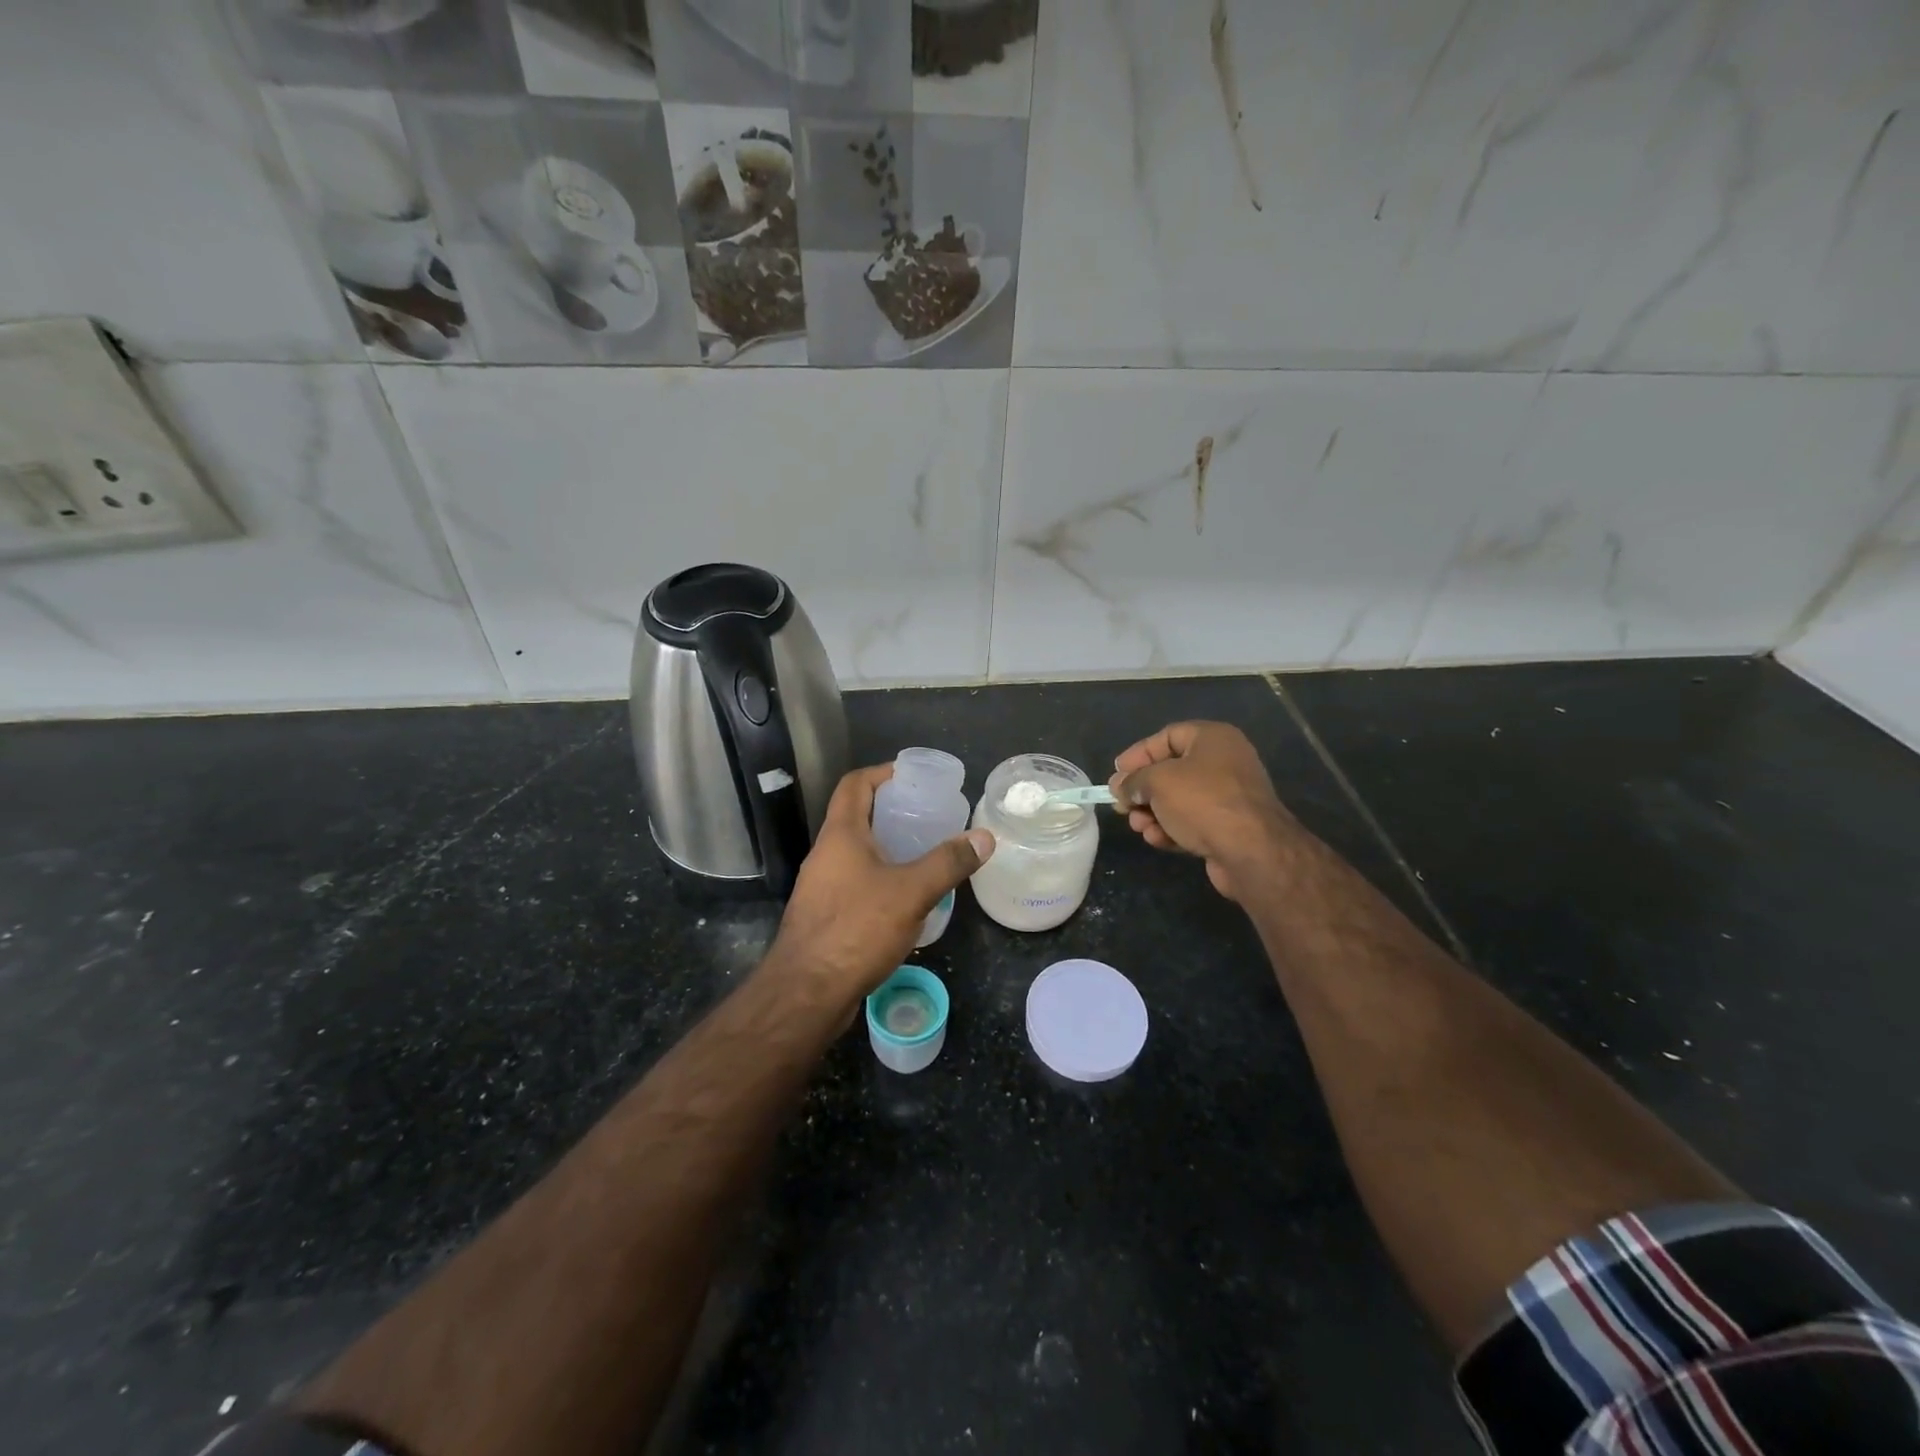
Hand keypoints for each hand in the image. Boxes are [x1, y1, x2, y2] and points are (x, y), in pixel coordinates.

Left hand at [766, 764, 993, 1008]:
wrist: (806, 993)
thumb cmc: (856, 930)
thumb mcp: (911, 892)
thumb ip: (948, 862)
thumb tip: (985, 837)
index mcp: (840, 835)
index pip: (855, 784)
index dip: (882, 773)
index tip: (912, 777)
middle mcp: (825, 854)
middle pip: (856, 817)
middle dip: (891, 811)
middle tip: (928, 817)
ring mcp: (820, 887)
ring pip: (855, 853)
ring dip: (886, 848)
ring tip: (924, 855)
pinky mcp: (824, 916)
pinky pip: (854, 883)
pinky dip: (880, 879)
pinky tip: (905, 899)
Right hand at [1108, 722, 1296, 901]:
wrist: (1252, 851)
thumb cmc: (1202, 802)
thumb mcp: (1158, 782)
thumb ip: (1134, 781)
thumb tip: (1122, 787)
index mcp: (1212, 739)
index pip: (1166, 737)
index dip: (1138, 754)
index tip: (1116, 774)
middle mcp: (1223, 762)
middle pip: (1170, 771)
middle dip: (1142, 791)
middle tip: (1122, 806)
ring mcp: (1228, 796)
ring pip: (1178, 800)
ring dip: (1153, 814)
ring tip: (1138, 827)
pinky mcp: (1228, 826)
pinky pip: (1191, 821)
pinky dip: (1171, 828)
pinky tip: (1157, 840)